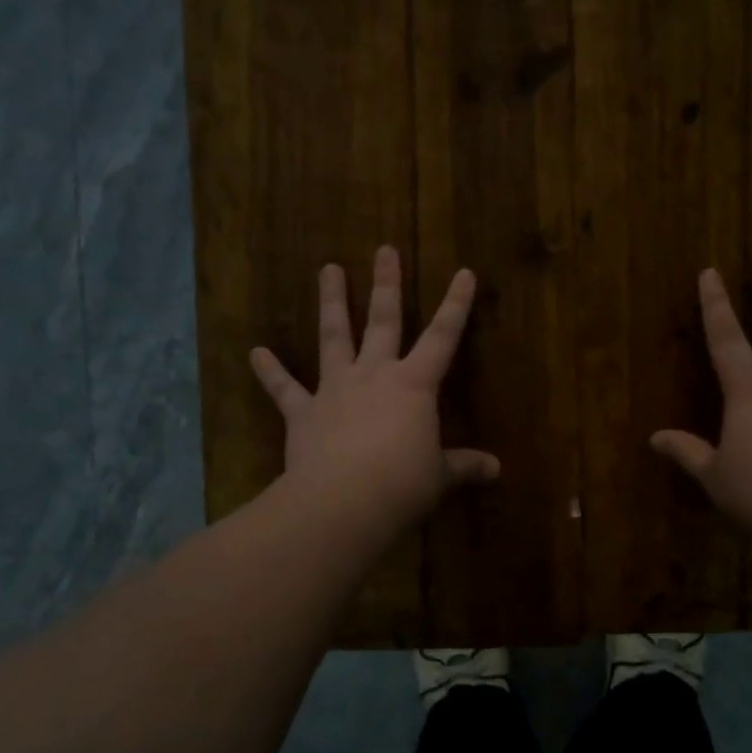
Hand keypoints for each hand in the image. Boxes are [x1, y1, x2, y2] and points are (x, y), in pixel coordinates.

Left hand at [250, 245, 499, 535]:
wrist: (343, 503)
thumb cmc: (402, 485)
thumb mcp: (439, 476)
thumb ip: (464, 466)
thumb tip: (496, 469)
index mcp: (414, 385)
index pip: (443, 337)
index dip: (456, 305)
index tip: (463, 271)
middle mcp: (375, 375)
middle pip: (384, 321)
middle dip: (387, 284)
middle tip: (383, 250)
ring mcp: (335, 389)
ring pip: (334, 337)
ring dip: (333, 303)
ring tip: (328, 269)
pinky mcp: (303, 412)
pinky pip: (284, 389)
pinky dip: (270, 371)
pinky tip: (255, 352)